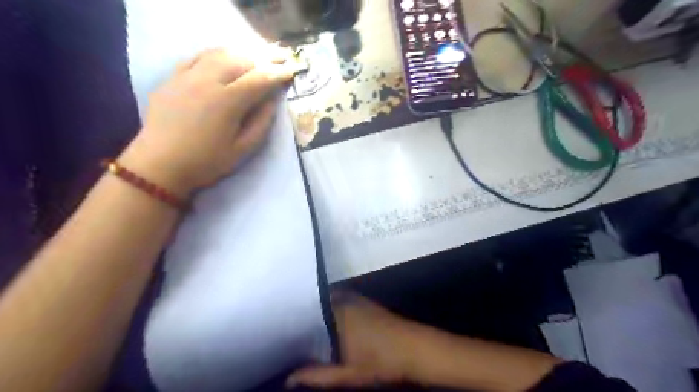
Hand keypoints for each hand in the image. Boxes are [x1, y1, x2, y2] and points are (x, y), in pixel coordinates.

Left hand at [121, 47, 299, 197]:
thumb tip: (272, 102)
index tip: (292, 71)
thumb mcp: (242, 150)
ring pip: (219, 53)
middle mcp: (207, 81)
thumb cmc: (206, 162)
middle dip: (264, 57)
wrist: (160, 165)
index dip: (277, 74)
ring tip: (257, 56)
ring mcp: (187, 76)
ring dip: (242, 52)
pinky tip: (225, 57)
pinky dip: (216, 54)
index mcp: (227, 102)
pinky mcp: (172, 78)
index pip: (259, 79)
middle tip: (281, 57)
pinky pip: (197, 56)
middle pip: (240, 59)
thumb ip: (261, 124)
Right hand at [284, 294, 422, 388]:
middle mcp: (345, 300)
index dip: (292, 318)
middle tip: (287, 329)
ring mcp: (357, 299)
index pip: (307, 309)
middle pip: (317, 304)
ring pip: (329, 302)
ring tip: (301, 327)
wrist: (415, 350)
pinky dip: (331, 311)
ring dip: (317, 313)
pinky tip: (327, 326)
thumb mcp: (347, 375)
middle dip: (304, 315)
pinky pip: (341, 302)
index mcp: (337, 314)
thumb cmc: (381, 362)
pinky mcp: (366, 303)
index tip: (280, 327)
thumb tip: (287, 379)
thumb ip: (317, 376)